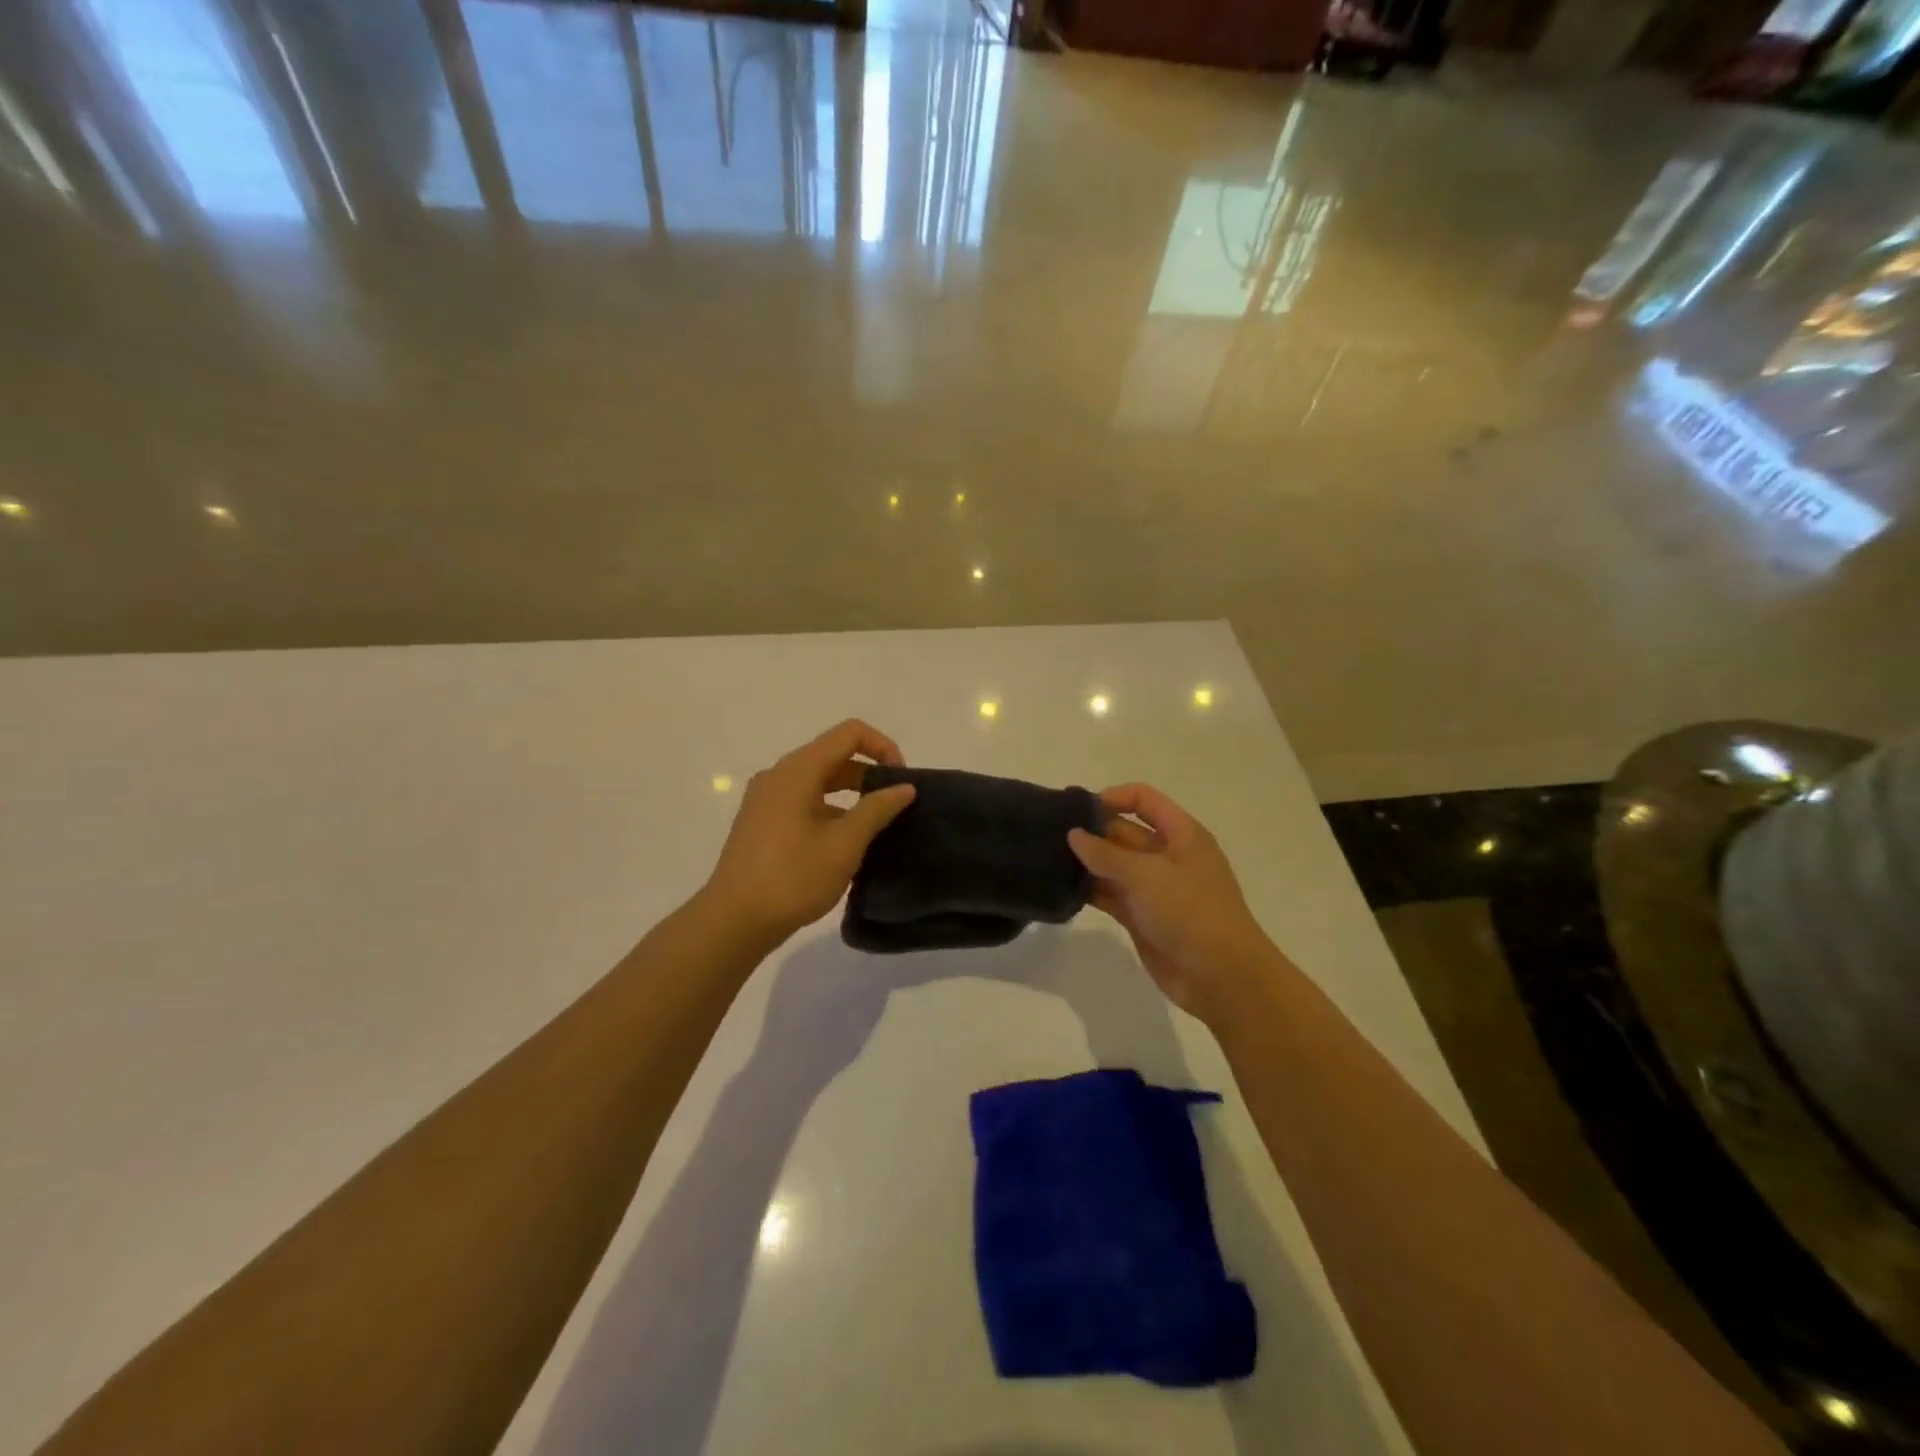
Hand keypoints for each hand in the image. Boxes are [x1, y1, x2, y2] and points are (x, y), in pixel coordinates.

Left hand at [702, 720, 916, 945]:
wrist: (733, 921)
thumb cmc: (793, 878)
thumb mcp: (844, 844)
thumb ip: (877, 809)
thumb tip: (904, 787)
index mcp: (798, 771)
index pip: (849, 733)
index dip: (883, 747)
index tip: (902, 780)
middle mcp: (779, 775)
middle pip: (833, 755)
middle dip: (870, 773)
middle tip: (896, 806)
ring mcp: (766, 799)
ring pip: (819, 781)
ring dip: (851, 794)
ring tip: (876, 827)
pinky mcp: (762, 822)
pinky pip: (804, 801)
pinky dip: (830, 810)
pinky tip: (845, 843)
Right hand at [1068, 784, 1278, 1024]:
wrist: (1222, 978)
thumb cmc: (1191, 913)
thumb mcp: (1147, 875)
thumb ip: (1106, 854)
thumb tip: (1074, 834)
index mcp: (1181, 834)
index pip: (1143, 799)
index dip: (1112, 797)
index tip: (1076, 810)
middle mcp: (1167, 855)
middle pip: (1124, 831)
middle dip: (1091, 831)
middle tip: (1049, 834)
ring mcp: (1153, 887)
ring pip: (1114, 865)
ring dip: (1086, 863)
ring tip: (1047, 858)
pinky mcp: (1141, 916)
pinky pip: (1110, 894)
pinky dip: (1089, 890)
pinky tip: (1061, 888)